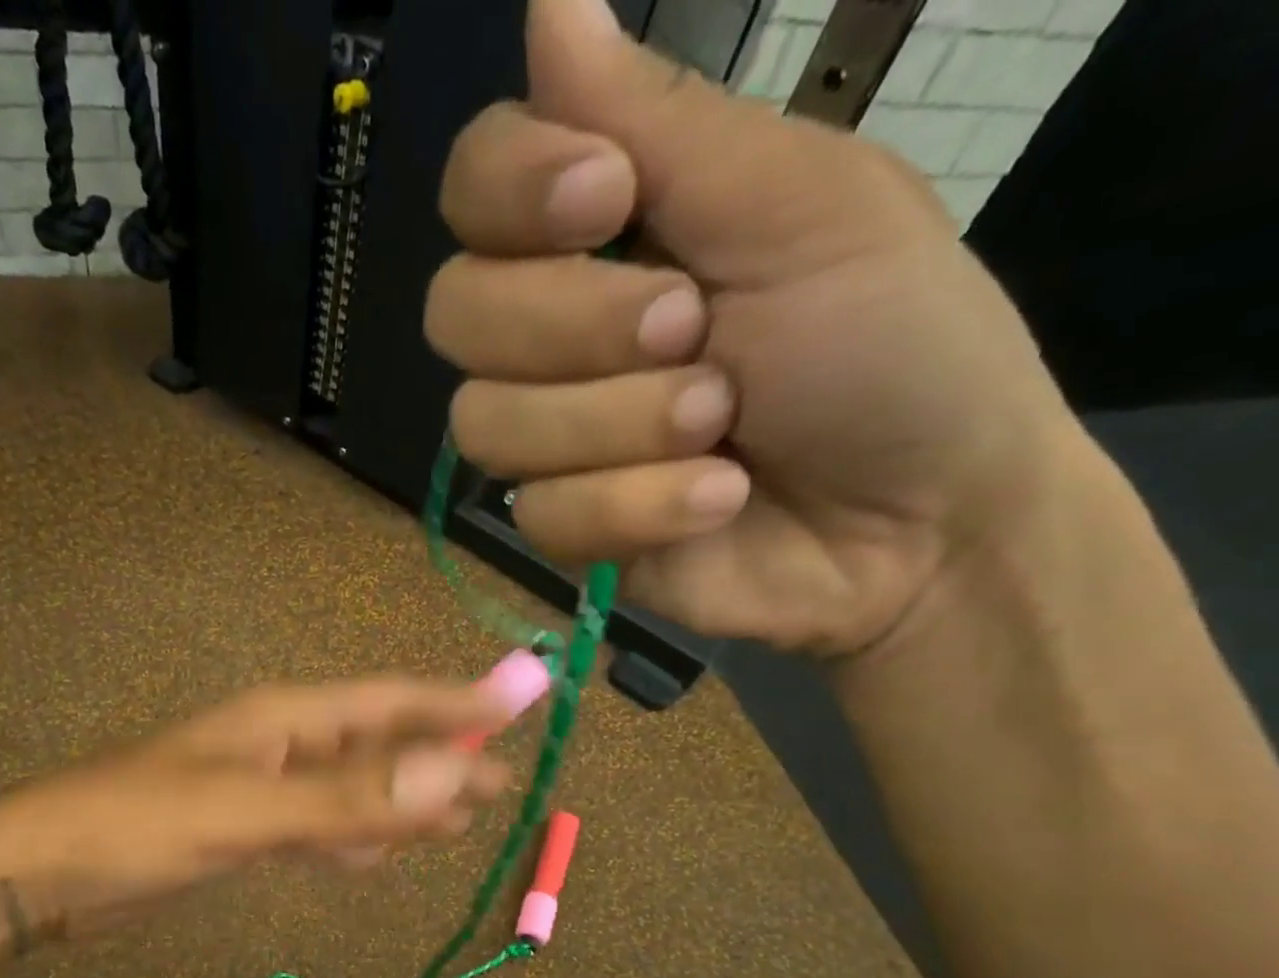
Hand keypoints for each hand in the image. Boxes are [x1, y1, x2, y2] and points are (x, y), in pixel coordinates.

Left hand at [0, 677, 512, 941]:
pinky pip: (318, 827)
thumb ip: (348, 797)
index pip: (388, 702)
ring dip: (403, 803)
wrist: (40, 873)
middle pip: (378, 745)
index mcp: (283, 719)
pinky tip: (376, 854)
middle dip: (441, 760)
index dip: (454, 703)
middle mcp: (280, 744)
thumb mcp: (245, 812)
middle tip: (504, 783)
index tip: (520, 704)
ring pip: (352, 789)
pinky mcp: (242, 831)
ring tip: (460, 821)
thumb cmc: (136, 825)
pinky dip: (354, 838)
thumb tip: (454, 773)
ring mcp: (261, 789)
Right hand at [426, 0, 1090, 657]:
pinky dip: (636, 508)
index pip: (474, 187)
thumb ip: (664, 121)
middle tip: (693, 332)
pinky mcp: (562, 527)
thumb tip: (546, 0)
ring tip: (723, 430)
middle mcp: (552, 333)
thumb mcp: (800, 206)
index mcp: (605, 232)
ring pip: (486, 423)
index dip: (511, 191)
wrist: (920, 519)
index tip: (607, 200)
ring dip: (616, 426)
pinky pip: (539, 514)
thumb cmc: (890, 345)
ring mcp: (550, 439)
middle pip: (455, 311)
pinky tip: (714, 503)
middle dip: (576, 326)